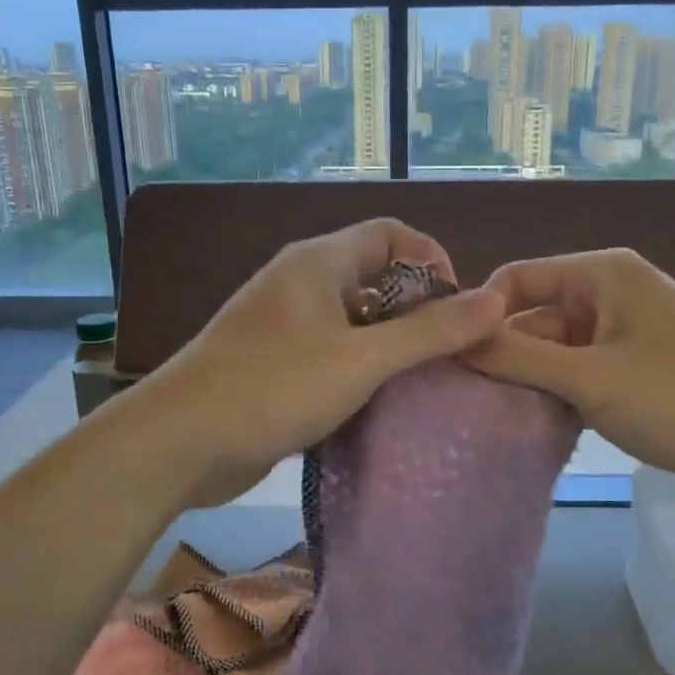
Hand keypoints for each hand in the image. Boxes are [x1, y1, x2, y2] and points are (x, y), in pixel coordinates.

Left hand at [135, 219, 504, 508]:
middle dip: (416, 306)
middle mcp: (300, 282)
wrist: (179, 441)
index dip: (432, 260)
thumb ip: (430, 332)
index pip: (391, 233)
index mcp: (319, 261)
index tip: (459, 308)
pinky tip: (376, 400)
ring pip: (352, 317)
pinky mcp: (272, 362)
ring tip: (422, 379)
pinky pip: (329, 350)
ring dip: (389, 341)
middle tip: (447, 350)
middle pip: (374, 274)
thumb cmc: (274, 387)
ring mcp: (282, 323)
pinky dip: (358, 366)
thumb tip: (495, 300)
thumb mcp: (362, 359)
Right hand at [466, 249, 674, 501]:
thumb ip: (518, 359)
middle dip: (504, 355)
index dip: (480, 315)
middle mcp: (610, 294)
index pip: (516, 279)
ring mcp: (626, 333)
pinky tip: (538, 427)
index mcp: (601, 274)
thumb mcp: (592, 378)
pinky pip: (581, 373)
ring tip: (495, 419)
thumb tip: (454, 341)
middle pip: (533, 317)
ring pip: (556, 350)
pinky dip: (560, 395)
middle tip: (467, 403)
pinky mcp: (638, 370)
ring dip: (531, 381)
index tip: (450, 360)